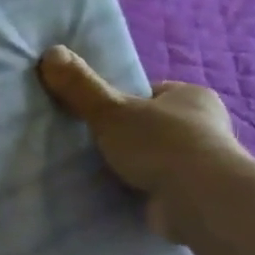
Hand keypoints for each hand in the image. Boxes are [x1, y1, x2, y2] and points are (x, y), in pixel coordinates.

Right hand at [37, 45, 248, 243]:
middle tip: (92, 146)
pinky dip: (142, 192)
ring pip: (157, 159)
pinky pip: (160, 188)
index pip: (151, 94)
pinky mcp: (196, 197)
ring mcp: (202, 165)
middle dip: (128, 136)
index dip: (123, 102)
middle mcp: (204, 127)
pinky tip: (117, 197)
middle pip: (154, 126)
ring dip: (134, 167)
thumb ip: (81, 86)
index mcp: (192, 97)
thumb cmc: (161, 145)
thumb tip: (50, 52)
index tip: (98, 116)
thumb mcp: (112, 110)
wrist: (201, 202)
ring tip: (99, 173)